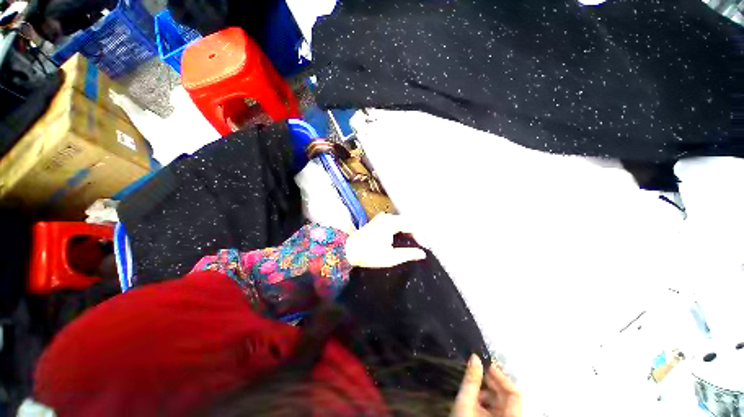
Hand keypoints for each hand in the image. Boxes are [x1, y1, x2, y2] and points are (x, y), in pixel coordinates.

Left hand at [344, 213, 426, 267]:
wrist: (348, 251)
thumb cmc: (369, 254)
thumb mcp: (391, 257)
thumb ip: (408, 254)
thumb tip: (422, 254)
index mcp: (391, 222)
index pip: (412, 225)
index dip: (421, 236)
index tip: (425, 247)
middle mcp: (387, 217)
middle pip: (407, 222)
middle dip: (416, 233)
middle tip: (421, 246)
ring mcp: (382, 218)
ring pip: (401, 222)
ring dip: (409, 231)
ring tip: (415, 243)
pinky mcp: (379, 221)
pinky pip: (395, 223)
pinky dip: (401, 230)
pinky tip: (404, 238)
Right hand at [451, 355, 521, 416]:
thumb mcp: (465, 402)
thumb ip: (471, 380)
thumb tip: (475, 357)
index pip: (515, 393)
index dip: (501, 377)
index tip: (486, 364)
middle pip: (508, 397)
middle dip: (493, 383)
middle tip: (478, 371)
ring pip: (502, 403)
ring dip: (488, 392)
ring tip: (473, 388)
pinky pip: (498, 410)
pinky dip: (487, 402)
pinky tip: (475, 399)